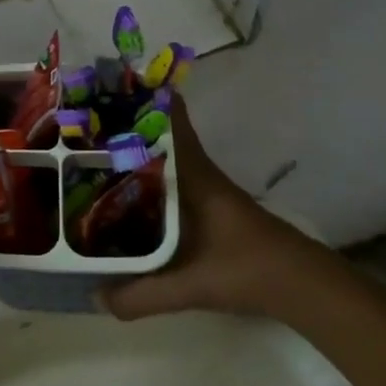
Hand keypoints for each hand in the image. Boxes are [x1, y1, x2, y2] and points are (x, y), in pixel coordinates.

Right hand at [105, 99, 335, 321]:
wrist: (301, 285)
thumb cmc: (246, 268)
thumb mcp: (190, 285)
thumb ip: (142, 294)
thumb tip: (95, 297)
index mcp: (192, 174)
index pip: (169, 119)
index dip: (141, 97)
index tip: (107, 87)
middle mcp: (197, 172)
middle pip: (158, 135)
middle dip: (124, 125)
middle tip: (83, 123)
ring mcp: (205, 188)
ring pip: (163, 158)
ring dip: (135, 152)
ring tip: (93, 155)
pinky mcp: (210, 207)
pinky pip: (169, 179)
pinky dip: (147, 177)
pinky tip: (126, 195)